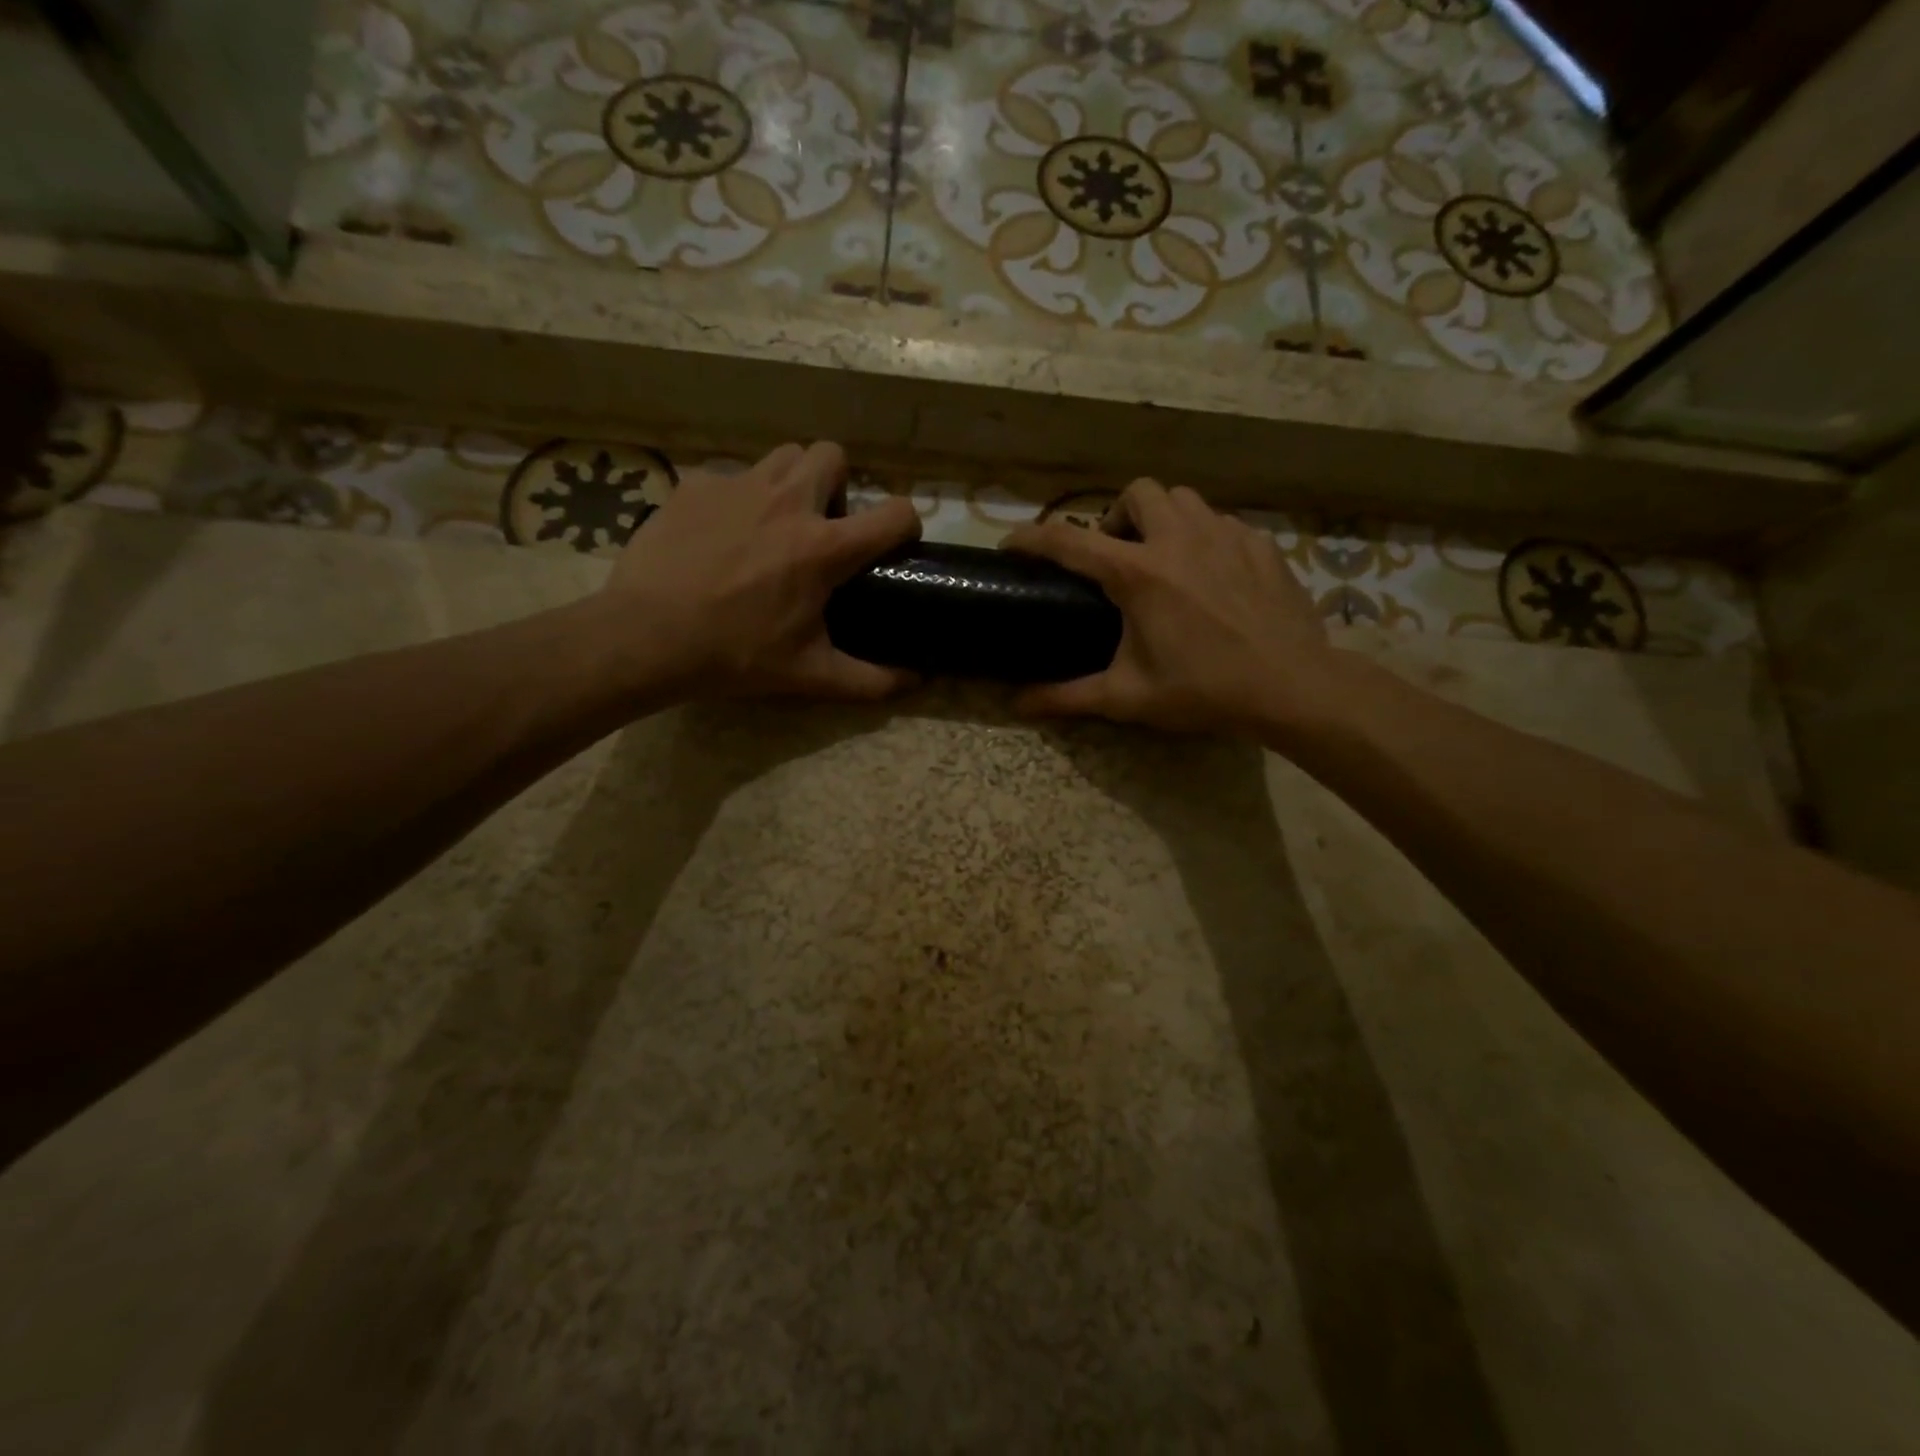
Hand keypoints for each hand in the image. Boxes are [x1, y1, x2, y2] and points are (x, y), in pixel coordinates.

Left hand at [599, 441, 921, 700]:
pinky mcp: (696, 486)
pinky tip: (721, 534)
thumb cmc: (735, 655)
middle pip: (833, 455)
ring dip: (791, 482)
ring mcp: (738, 486)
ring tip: (774, 522)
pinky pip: (731, 476)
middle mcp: (788, 502)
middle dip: (838, 484)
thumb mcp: (810, 675)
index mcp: (823, 547)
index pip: (893, 513)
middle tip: (822, 525)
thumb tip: (916, 682)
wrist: (646, 637)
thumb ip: (870, 680)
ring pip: (783, 456)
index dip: (905, 523)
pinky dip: (738, 498)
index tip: (894, 541)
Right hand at [1002, 478, 1335, 736]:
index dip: (1031, 538)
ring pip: (1183, 499)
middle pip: (1137, 492)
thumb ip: (1068, 697)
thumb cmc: (1203, 690)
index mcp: (1138, 573)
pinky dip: (1203, 538)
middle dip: (1117, 517)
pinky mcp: (1259, 544)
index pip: (1069, 541)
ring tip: (1163, 560)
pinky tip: (1209, 576)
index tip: (1011, 543)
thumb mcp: (1128, 697)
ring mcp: (1224, 535)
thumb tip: (1018, 704)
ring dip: (1162, 520)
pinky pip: (1221, 522)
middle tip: (1117, 558)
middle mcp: (1178, 539)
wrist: (1292, 686)